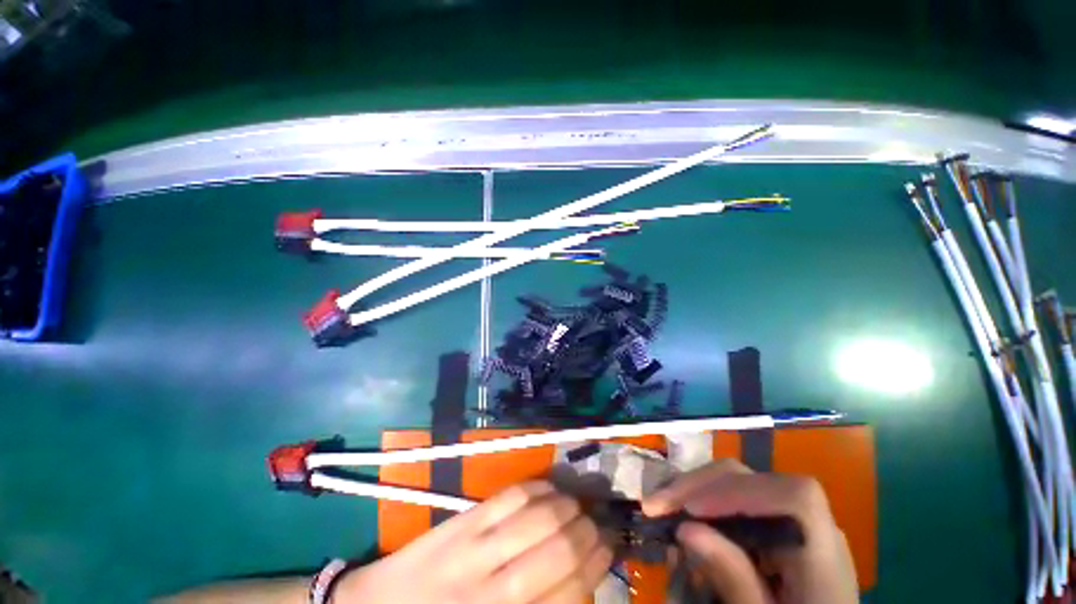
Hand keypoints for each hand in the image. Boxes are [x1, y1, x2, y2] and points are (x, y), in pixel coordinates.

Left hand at [336, 481, 612, 603]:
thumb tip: (579, 584)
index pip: (569, 593)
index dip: (597, 566)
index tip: (609, 549)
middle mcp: (494, 589)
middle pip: (559, 551)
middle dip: (589, 534)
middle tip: (599, 526)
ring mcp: (476, 547)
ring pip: (539, 517)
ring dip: (568, 507)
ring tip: (577, 506)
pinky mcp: (462, 521)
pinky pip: (510, 496)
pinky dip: (538, 488)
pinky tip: (549, 490)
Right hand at [642, 460, 857, 603]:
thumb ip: (735, 580)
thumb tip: (685, 528)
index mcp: (824, 555)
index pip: (794, 498)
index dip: (740, 493)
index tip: (690, 511)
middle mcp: (812, 525)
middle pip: (753, 480)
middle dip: (699, 486)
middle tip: (655, 505)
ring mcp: (790, 518)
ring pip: (738, 482)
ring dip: (695, 490)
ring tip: (661, 507)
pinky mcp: (774, 521)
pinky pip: (735, 497)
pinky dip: (704, 501)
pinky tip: (683, 514)